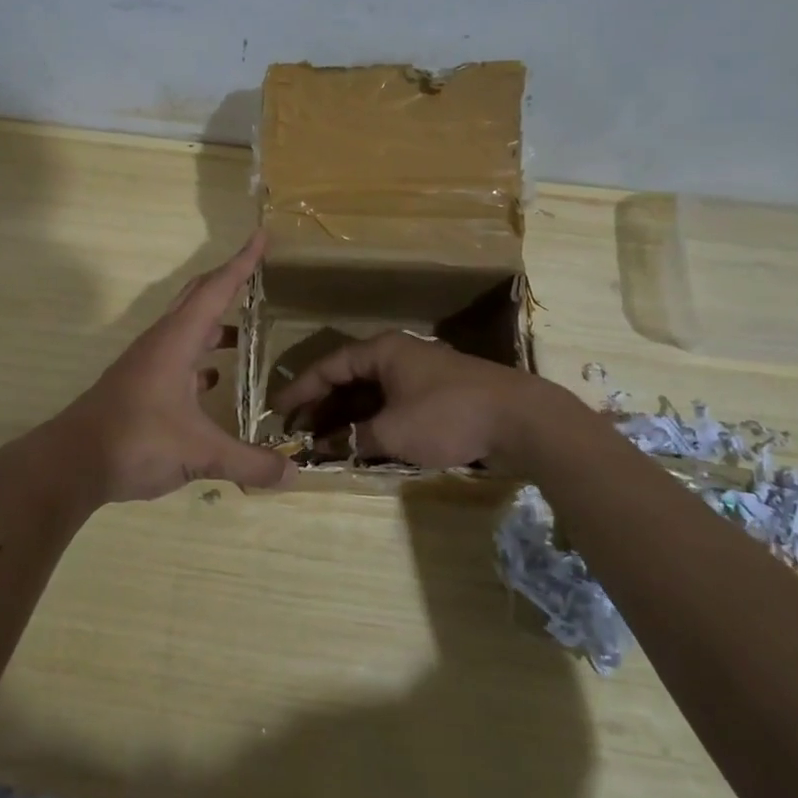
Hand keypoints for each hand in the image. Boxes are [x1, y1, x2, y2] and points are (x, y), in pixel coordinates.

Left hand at [43, 233, 290, 503]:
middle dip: (227, 282)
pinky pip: (177, 359)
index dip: (242, 262)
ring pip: (186, 330)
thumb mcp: (199, 453)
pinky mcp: (140, 386)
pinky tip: (214, 381)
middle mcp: (161, 343)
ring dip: (214, 325)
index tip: (262, 235)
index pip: (216, 290)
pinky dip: (200, 360)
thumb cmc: (135, 441)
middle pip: (197, 299)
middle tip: (257, 274)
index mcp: (176, 341)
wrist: (72, 462)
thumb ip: (248, 462)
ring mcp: (147, 364)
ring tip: (245, 336)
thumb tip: (294, 474)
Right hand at [271, 330, 549, 469]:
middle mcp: (397, 356)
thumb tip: (324, 446)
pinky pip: (391, 405)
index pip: (328, 367)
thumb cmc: (448, 415)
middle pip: (347, 379)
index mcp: (382, 351)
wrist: (520, 419)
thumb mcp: (393, 431)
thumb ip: (353, 438)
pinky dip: (371, 422)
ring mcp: (418, 375)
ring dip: (345, 417)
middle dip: (320, 406)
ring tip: (321, 441)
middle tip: (296, 432)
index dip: (300, 390)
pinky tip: (360, 443)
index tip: (277, 412)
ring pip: (370, 394)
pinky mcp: (436, 395)